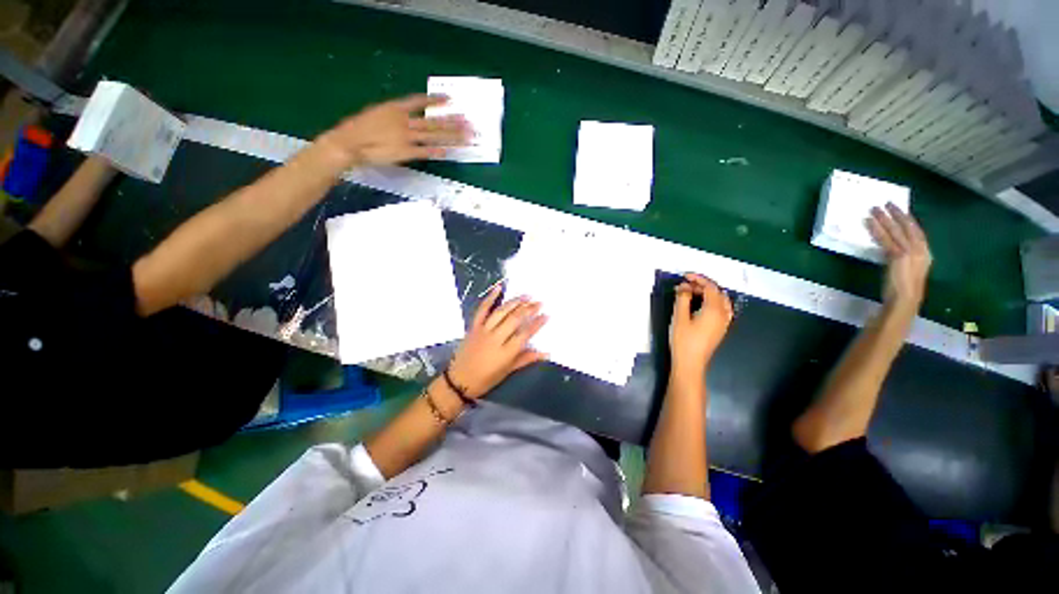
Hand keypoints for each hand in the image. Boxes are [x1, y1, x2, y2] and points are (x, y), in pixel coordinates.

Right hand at [317, 94, 470, 167]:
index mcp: (395, 108)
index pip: (420, 101)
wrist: (348, 143)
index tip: (450, 100)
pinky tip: (449, 152)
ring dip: (452, 137)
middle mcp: (404, 120)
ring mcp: (407, 137)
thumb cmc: (358, 129)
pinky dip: (437, 152)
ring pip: (434, 136)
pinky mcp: (406, 152)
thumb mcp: (376, 114)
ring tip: (466, 137)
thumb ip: (394, 117)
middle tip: (468, 123)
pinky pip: (425, 152)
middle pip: (433, 121)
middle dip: (453, 122)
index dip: (435, 101)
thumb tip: (407, 119)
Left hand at [447, 286, 547, 397]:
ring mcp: (483, 330)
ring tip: (526, 296)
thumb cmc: (486, 379)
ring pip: (501, 312)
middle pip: (515, 319)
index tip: (546, 315)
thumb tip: (546, 353)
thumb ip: (526, 359)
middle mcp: (495, 338)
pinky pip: (482, 309)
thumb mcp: (508, 371)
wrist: (458, 381)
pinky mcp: (474, 326)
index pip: (525, 334)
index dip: (537, 323)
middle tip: (539, 302)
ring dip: (515, 302)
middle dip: (529, 309)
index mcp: (505, 352)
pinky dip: (490, 298)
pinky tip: (499, 288)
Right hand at [670, 273, 732, 374]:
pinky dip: (712, 302)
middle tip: (685, 285)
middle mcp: (723, 314)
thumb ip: (683, 299)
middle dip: (702, 285)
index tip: (685, 276)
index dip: (698, 279)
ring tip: (692, 293)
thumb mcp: (679, 317)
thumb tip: (684, 287)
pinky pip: (722, 309)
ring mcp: (724, 322)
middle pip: (717, 293)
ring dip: (708, 293)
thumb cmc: (683, 340)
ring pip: (721, 301)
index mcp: (714, 310)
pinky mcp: (720, 329)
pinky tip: (701, 305)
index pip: (710, 287)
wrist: (690, 363)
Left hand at [867, 203, 931, 309]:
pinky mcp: (897, 256)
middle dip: (898, 214)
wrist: (906, 299)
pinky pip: (885, 239)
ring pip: (895, 230)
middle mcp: (920, 250)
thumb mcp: (908, 269)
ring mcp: (909, 252)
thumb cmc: (904, 288)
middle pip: (908, 227)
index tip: (901, 210)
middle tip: (888, 202)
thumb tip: (891, 248)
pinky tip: (869, 222)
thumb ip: (903, 257)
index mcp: (926, 253)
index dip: (909, 220)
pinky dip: (877, 229)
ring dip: (884, 218)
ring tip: (875, 209)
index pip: (918, 232)